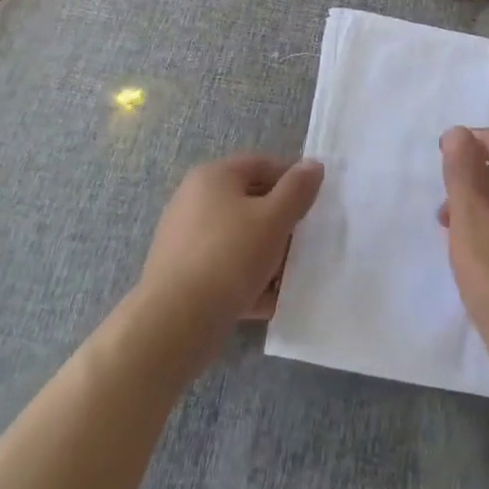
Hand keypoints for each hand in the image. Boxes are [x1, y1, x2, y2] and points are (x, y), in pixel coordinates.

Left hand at [139, 154, 323, 360]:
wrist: (173, 323)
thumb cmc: (228, 258)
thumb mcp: (273, 219)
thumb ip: (297, 190)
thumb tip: (313, 164)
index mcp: (213, 177)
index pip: (262, 165)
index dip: (292, 181)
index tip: (315, 205)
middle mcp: (194, 199)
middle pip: (250, 202)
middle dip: (280, 223)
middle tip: (305, 244)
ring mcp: (184, 238)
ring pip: (238, 238)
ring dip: (266, 255)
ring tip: (289, 278)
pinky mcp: (181, 274)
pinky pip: (223, 267)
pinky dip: (245, 279)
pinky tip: (267, 301)